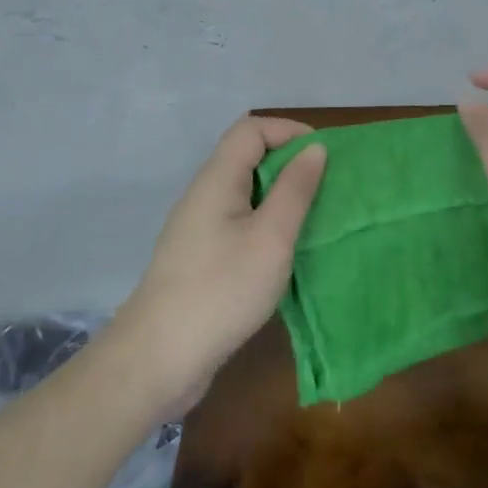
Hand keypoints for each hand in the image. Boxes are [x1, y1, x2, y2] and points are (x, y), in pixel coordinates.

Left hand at [114, 116, 327, 403]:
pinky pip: (240, 224)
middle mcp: (204, 196)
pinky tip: (287, 253)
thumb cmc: (222, 289)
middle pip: (248, 158)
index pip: (251, 129)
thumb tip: (314, 149)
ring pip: (246, 194)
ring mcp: (199, 229)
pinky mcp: (201, 259)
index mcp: (216, 180)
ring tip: (316, 220)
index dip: (289, 130)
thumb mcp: (270, 237)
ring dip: (282, 199)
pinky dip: (268, 226)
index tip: (325, 156)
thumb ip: (295, 190)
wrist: (159, 358)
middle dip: (291, 165)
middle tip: (328, 190)